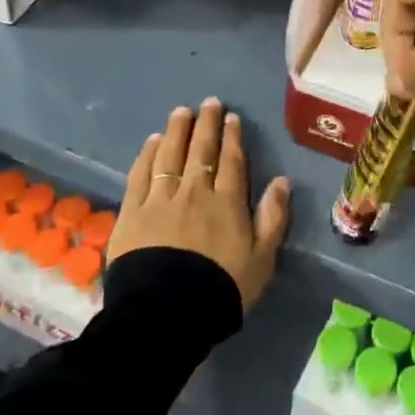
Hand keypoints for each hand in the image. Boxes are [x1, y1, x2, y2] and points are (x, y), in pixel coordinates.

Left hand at [110, 98, 290, 310]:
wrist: (167, 312)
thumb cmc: (222, 288)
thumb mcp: (262, 258)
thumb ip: (273, 217)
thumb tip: (281, 180)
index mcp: (227, 202)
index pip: (231, 161)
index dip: (232, 137)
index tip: (231, 117)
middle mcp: (194, 192)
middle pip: (201, 151)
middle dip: (206, 124)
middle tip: (208, 103)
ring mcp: (160, 199)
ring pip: (170, 155)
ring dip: (177, 131)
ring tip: (181, 112)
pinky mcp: (132, 212)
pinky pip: (141, 174)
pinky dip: (148, 154)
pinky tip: (152, 141)